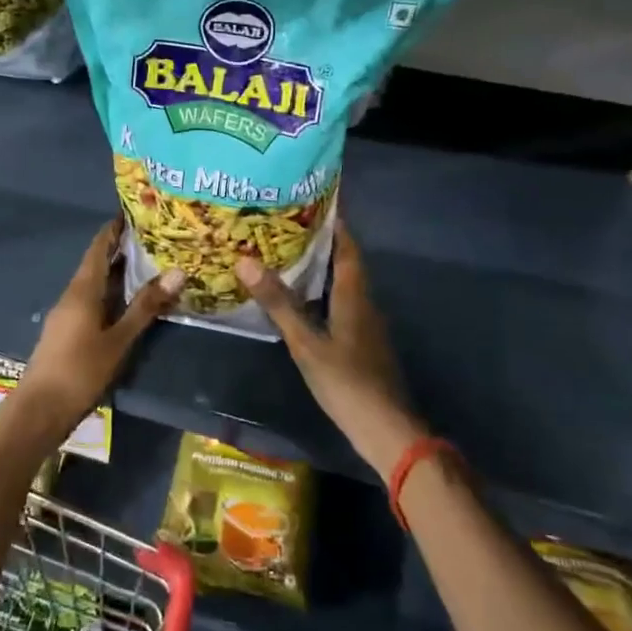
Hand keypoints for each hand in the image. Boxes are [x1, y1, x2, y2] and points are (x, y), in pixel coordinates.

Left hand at [19, 218, 181, 434]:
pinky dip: (110, 292)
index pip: (99, 247)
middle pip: (96, 263)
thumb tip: (177, 272)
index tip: (135, 213)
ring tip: (147, 264)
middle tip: (152, 238)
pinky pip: (91, 300)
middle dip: (120, 248)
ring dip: (116, 272)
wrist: (40, 409)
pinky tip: (127, 301)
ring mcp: (66, 314)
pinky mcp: (67, 331)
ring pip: (94, 283)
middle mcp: (72, 295)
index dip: (114, 229)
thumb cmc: (80, 370)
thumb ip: (146, 306)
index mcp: (82, 290)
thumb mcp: (119, 339)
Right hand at [235, 219, 425, 479]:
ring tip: (286, 255)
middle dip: (321, 242)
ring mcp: (365, 325)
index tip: (311, 201)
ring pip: (343, 284)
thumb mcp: (306, 343)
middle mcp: (364, 303)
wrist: (386, 429)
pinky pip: (341, 304)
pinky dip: (322, 292)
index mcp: (354, 295)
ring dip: (321, 267)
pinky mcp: (361, 343)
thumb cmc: (347, 382)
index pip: (347, 247)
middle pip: (345, 262)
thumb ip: (278, 303)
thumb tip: (246, 261)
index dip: (334, 223)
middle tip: (286, 225)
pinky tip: (301, 299)